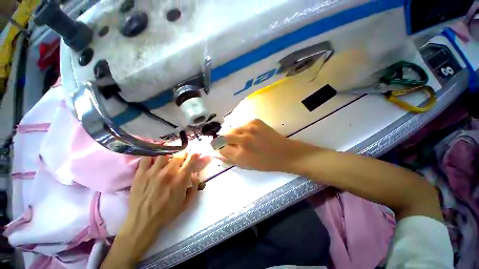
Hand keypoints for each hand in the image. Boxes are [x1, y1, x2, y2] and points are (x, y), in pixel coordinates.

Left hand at [103, 152, 200, 267]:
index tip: (196, 154)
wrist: (142, 222)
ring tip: (170, 153)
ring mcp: (153, 172)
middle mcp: (168, 172)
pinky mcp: (141, 173)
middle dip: (184, 153)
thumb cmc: (167, 213)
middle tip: (183, 156)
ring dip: (170, 151)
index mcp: (180, 180)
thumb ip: (194, 186)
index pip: (191, 160)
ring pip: (164, 153)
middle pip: (179, 154)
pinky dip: (152, 153)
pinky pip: (147, 157)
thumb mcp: (187, 203)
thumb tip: (195, 173)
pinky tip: (156, 154)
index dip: (195, 154)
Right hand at [218, 119, 311, 172]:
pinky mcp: (255, 121)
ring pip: (233, 129)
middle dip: (222, 140)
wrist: (284, 152)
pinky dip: (242, 130)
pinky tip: (248, 134)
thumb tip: (218, 154)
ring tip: (239, 139)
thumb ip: (230, 160)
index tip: (219, 149)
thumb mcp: (246, 165)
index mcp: (241, 154)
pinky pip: (242, 125)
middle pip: (224, 136)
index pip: (221, 149)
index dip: (219, 149)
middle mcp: (243, 139)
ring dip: (232, 134)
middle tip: (227, 143)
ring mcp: (250, 128)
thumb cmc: (266, 163)